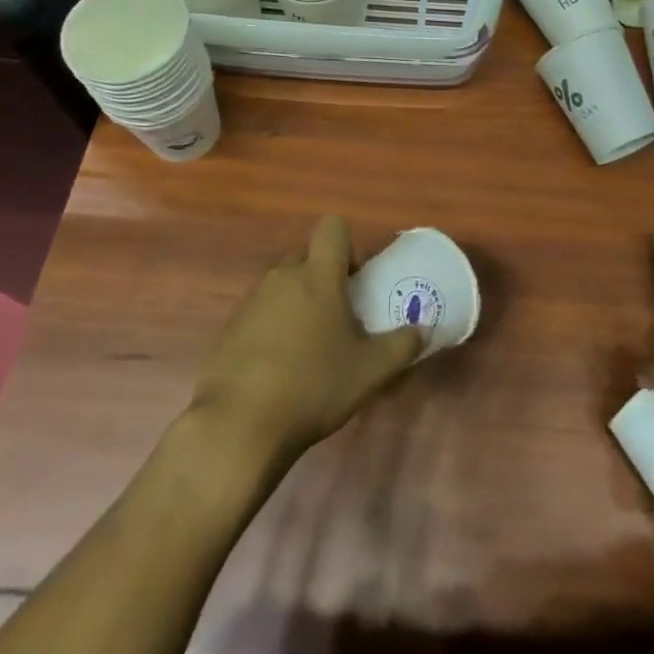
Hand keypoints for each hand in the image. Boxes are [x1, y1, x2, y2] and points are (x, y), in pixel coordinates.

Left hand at [187, 215, 424, 465]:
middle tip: (339, 316)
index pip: (332, 228)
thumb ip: (403, 345)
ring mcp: (250, 302)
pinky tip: (278, 368)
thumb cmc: (314, 386)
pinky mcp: (228, 329)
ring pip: (281, 286)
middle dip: (323, 277)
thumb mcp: (371, 371)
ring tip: (310, 347)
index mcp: (318, 276)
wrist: (239, 426)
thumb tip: (425, 329)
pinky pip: (258, 314)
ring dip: (297, 304)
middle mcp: (281, 277)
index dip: (347, 245)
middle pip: (306, 257)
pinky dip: (271, 329)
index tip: (356, 279)